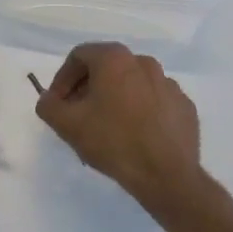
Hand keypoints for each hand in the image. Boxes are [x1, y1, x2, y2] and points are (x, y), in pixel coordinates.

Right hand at [35, 42, 204, 213]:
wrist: (166, 174)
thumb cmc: (113, 141)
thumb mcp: (67, 124)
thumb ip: (49, 105)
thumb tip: (49, 99)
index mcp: (115, 59)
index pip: (79, 56)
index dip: (62, 79)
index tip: (57, 103)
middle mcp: (144, 62)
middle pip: (107, 68)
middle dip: (87, 88)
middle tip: (78, 114)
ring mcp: (169, 84)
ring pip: (132, 84)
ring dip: (115, 98)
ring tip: (106, 127)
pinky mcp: (184, 106)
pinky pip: (154, 101)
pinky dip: (140, 111)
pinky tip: (134, 135)